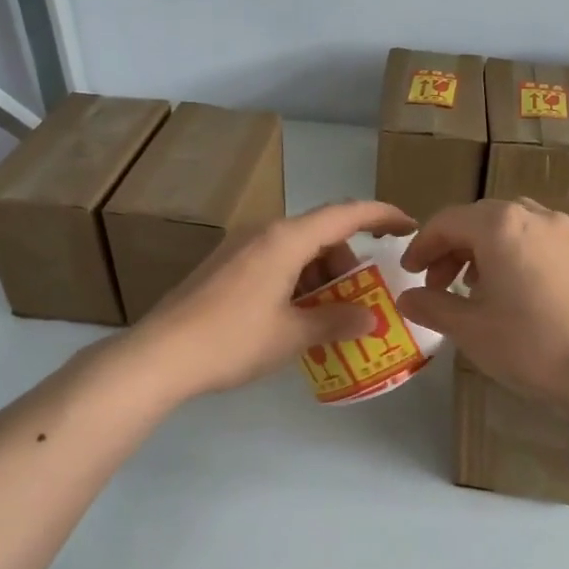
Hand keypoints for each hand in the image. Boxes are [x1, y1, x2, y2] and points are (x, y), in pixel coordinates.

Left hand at [135, 200, 415, 397]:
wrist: (160, 355)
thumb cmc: (233, 340)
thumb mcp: (293, 334)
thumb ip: (337, 321)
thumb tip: (370, 318)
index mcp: (285, 239)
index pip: (346, 213)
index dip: (382, 215)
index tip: (408, 226)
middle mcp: (263, 232)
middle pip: (321, 233)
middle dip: (348, 262)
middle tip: (359, 300)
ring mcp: (239, 247)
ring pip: (297, 248)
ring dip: (321, 274)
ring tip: (327, 315)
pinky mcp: (224, 265)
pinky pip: (274, 261)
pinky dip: (296, 280)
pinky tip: (294, 316)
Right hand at [397, 198, 568, 410]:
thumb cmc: (529, 346)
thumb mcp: (469, 329)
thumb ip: (432, 305)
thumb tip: (406, 298)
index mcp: (500, 226)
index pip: (448, 222)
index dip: (422, 245)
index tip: (411, 273)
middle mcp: (536, 215)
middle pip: (482, 219)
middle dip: (455, 247)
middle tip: (441, 284)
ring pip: (518, 222)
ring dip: (491, 245)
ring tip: (483, 282)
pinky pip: (552, 233)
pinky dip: (530, 244)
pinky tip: (530, 270)